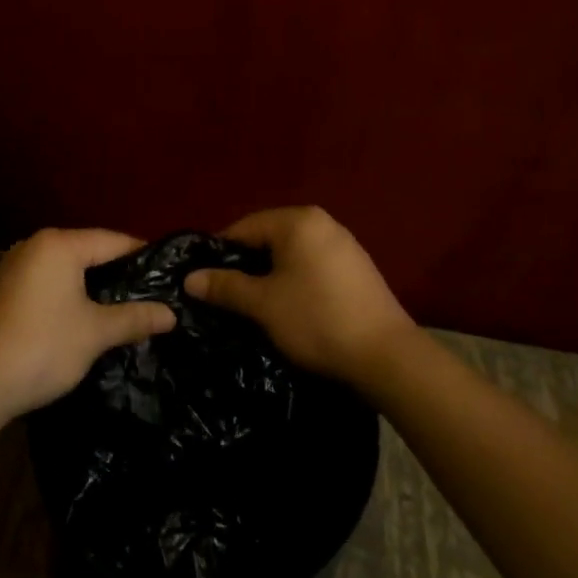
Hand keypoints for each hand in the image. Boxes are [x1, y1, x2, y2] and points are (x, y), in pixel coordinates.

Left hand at [0, 228, 176, 415]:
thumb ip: (134, 318)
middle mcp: (35, 245)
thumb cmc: (43, 347)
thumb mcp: (95, 333)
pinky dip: (68, 293)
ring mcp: (14, 266)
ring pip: (66, 268)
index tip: (167, 273)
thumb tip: (171, 314)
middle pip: (88, 250)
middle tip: (150, 293)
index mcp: (59, 244)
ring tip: (122, 306)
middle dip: (118, 272)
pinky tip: (83, 316)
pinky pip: (47, 281)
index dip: (142, 255)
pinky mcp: (3, 289)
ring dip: (92, 285)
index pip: (112, 240)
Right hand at [184, 206, 415, 383]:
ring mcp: (344, 244)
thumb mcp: (263, 304)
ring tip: (255, 305)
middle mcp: (322, 222)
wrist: (387, 356)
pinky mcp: (357, 269)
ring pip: (292, 254)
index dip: (220, 253)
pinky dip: (295, 281)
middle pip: (269, 238)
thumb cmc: (317, 319)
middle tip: (227, 296)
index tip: (205, 280)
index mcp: (297, 220)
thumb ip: (225, 286)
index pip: (244, 227)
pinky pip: (313, 266)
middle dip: (247, 265)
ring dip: (271, 275)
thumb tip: (190, 278)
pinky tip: (291, 308)